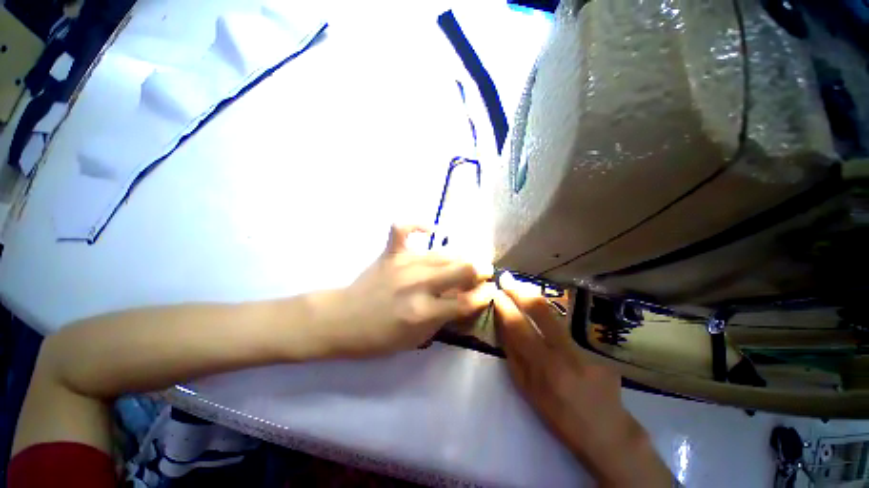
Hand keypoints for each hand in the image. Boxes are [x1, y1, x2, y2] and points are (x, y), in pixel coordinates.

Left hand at [324, 225, 493, 356]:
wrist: (343, 320)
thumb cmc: (380, 337)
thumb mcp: (417, 339)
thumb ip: (444, 318)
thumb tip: (465, 298)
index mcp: (423, 312)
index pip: (466, 301)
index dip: (484, 295)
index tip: (490, 290)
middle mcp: (417, 284)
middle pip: (461, 269)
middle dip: (480, 269)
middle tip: (483, 271)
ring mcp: (403, 264)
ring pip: (443, 253)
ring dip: (461, 255)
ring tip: (466, 259)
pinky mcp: (390, 253)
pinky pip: (403, 228)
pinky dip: (417, 225)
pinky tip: (430, 230)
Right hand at [494, 273, 672, 486]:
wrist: (608, 431)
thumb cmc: (560, 417)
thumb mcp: (528, 391)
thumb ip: (514, 357)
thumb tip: (502, 327)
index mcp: (545, 367)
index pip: (519, 327)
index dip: (505, 307)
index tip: (496, 292)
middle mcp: (567, 351)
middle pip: (541, 310)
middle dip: (520, 290)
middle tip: (507, 278)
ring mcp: (585, 346)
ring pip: (554, 313)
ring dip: (534, 297)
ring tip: (519, 286)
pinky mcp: (597, 346)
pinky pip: (565, 324)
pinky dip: (548, 313)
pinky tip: (541, 310)